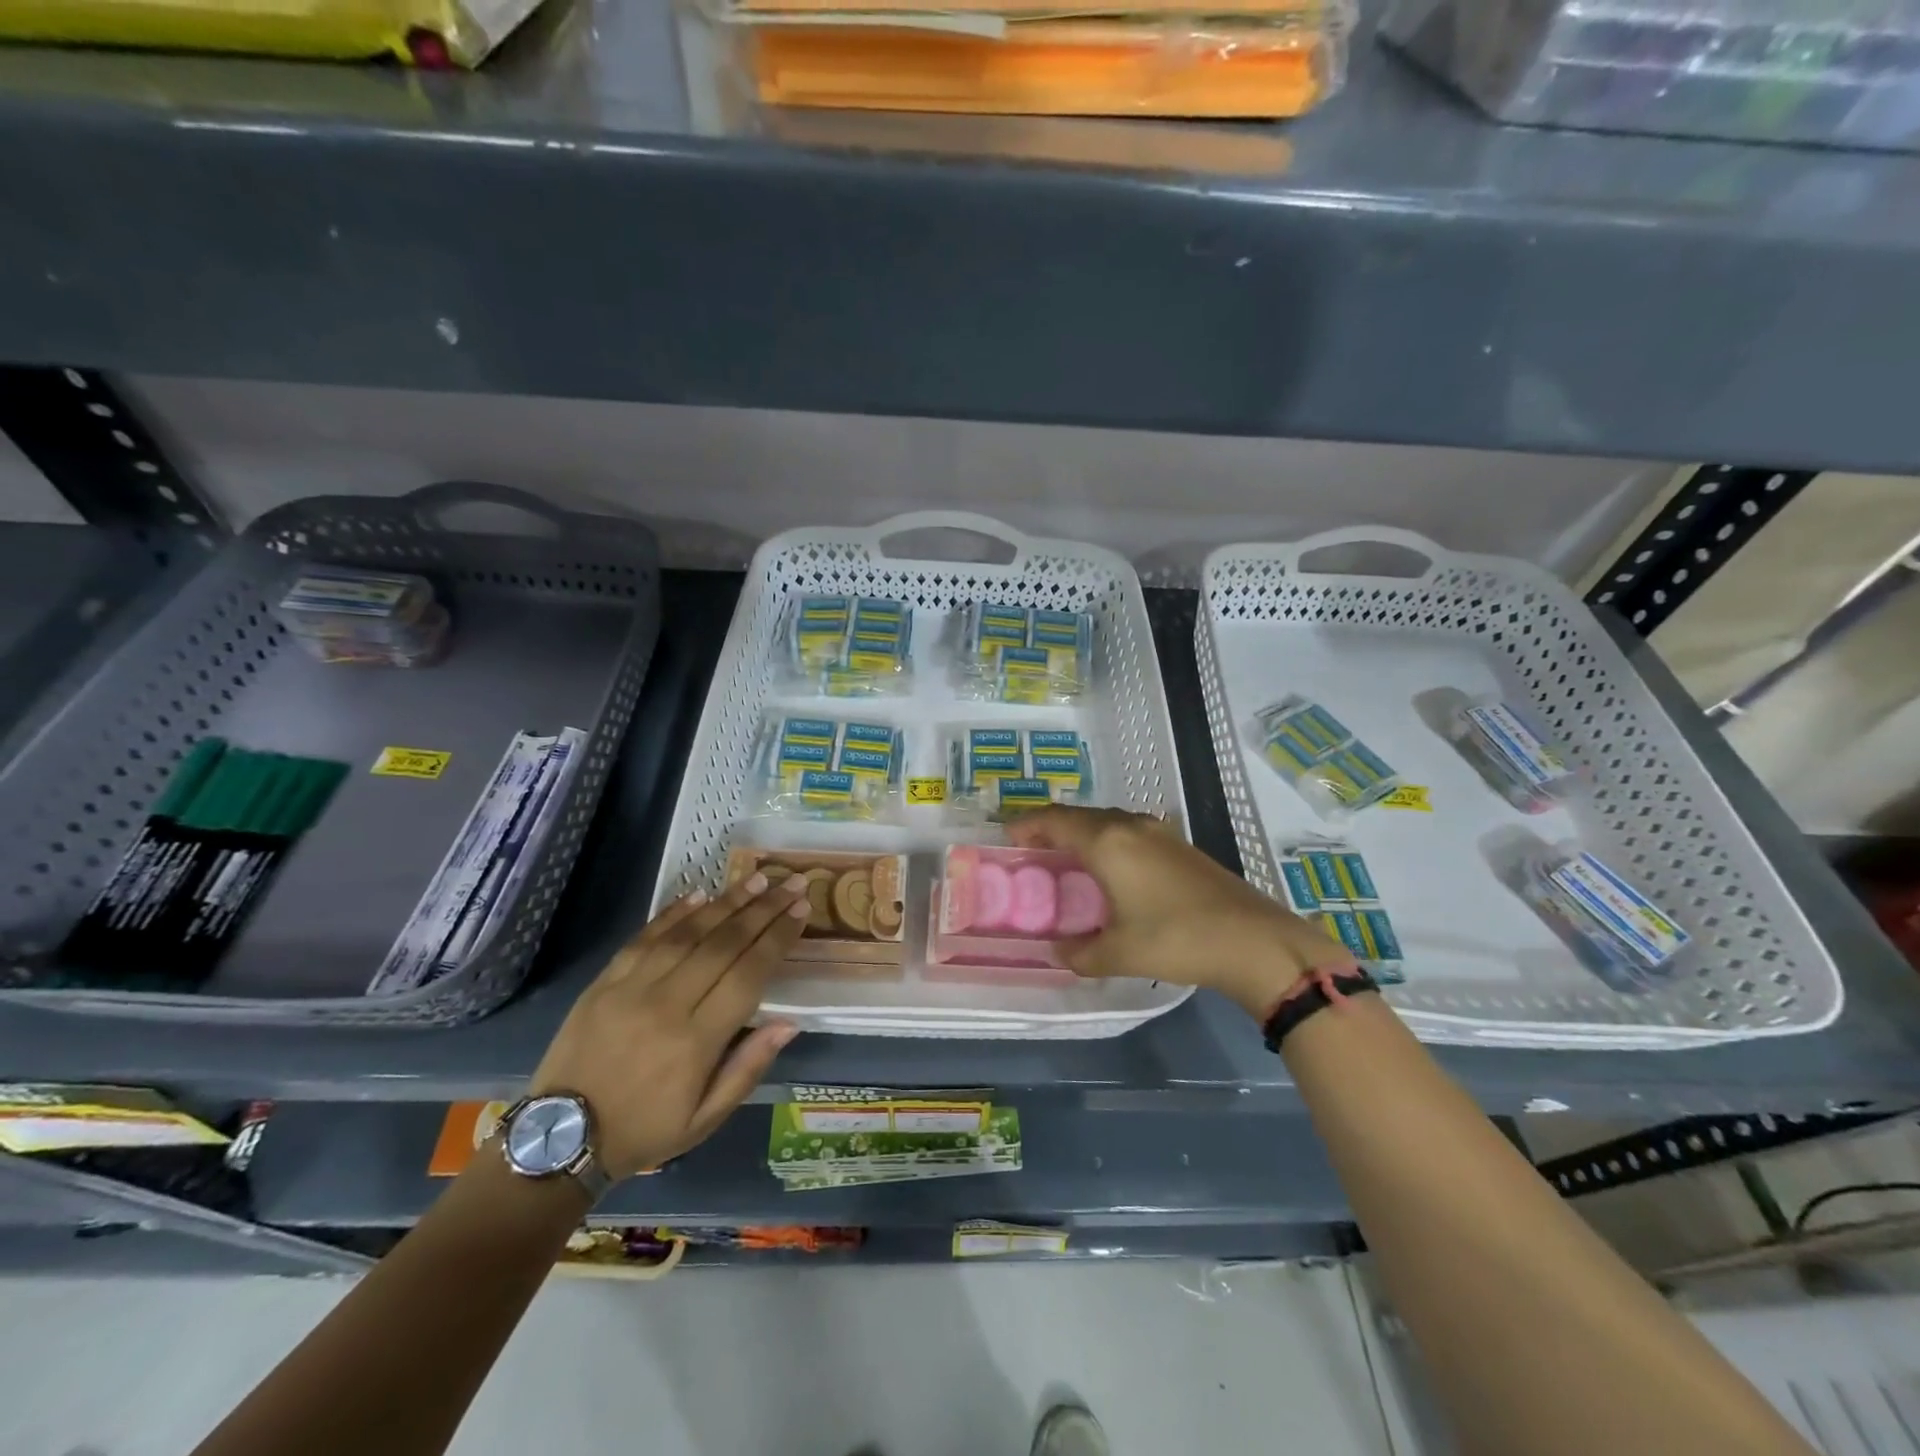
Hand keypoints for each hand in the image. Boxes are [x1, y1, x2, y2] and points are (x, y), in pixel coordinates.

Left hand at [528, 870, 810, 1177]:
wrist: (559, 1138)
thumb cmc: (644, 1131)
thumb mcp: (704, 1120)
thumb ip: (747, 1069)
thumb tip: (788, 1023)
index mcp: (696, 1042)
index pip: (749, 975)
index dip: (777, 938)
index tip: (801, 911)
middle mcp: (667, 1005)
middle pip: (724, 944)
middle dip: (763, 910)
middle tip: (792, 884)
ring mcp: (631, 988)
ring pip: (688, 933)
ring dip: (726, 902)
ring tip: (757, 879)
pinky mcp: (604, 982)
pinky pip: (644, 938)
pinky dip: (673, 913)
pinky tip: (699, 895)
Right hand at [1007, 806, 1355, 1018]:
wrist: (1254, 941)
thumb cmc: (1176, 940)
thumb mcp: (1119, 953)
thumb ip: (1080, 952)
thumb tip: (1059, 951)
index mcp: (1108, 842)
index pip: (1055, 820)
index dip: (1027, 824)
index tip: (1006, 836)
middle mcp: (1131, 827)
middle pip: (1080, 815)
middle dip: (1052, 827)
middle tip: (1032, 849)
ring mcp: (1160, 833)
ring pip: (1108, 821)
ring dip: (1083, 832)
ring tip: (1066, 858)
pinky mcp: (1181, 847)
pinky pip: (1130, 832)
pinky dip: (1109, 841)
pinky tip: (1111, 869)